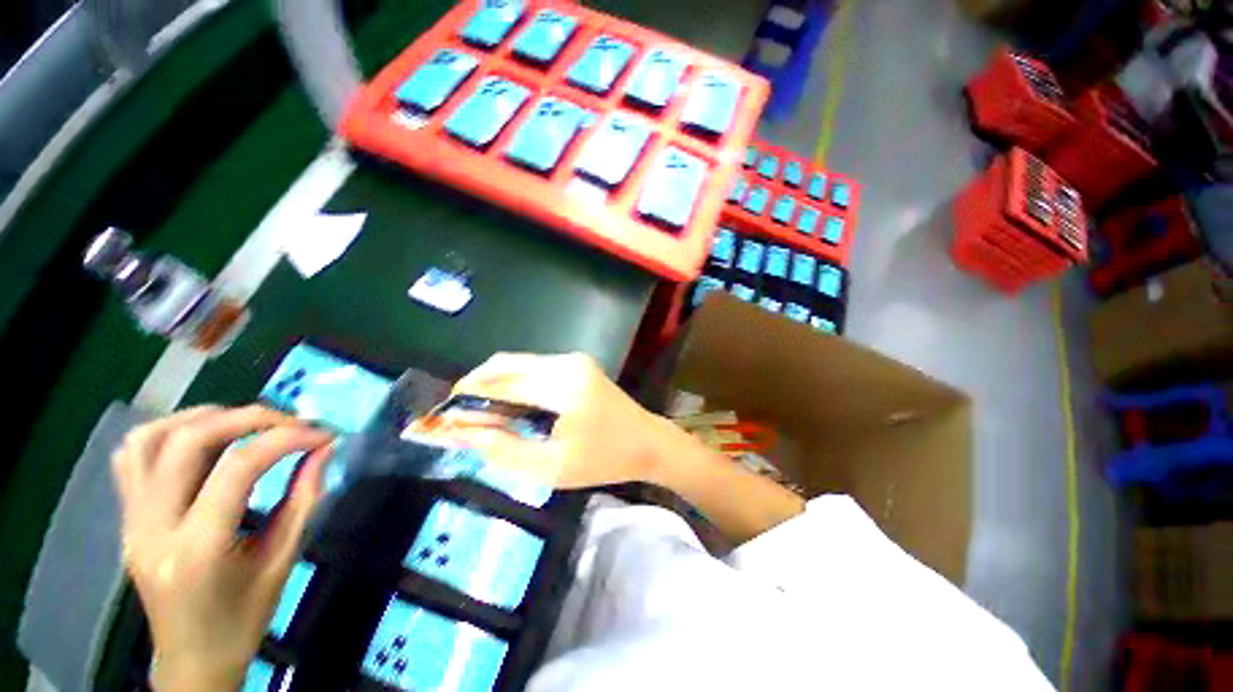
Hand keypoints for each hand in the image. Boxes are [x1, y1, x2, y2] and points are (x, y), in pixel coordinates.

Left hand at [111, 405, 333, 691]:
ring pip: (150, 439)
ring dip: (203, 418)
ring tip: (246, 422)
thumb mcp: (283, 562)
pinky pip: (132, 456)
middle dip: (248, 418)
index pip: (238, 468)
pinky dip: (168, 432)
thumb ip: (304, 500)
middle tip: (290, 422)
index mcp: (198, 549)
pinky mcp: (126, 517)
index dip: (287, 439)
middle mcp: (153, 528)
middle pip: (188, 442)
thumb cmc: (243, 619)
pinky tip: (201, 438)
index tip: (324, 434)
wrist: (191, 659)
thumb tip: (323, 449)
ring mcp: (132, 520)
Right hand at [437, 352, 673, 488]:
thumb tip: (460, 432)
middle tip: (457, 417)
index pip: (500, 384)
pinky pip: (532, 367)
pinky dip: (512, 382)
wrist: (647, 442)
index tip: (439, 418)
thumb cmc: (604, 461)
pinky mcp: (576, 363)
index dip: (464, 399)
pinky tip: (507, 405)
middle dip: (473, 387)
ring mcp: (573, 359)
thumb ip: (503, 449)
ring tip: (478, 415)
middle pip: (504, 364)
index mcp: (564, 387)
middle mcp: (567, 363)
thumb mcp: (551, 468)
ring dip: (492, 384)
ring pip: (516, 363)